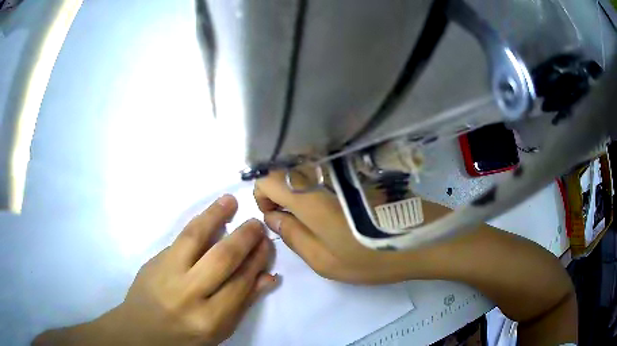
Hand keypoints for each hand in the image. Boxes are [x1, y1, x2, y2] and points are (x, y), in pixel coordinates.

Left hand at [34, 195, 276, 345]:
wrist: (141, 330)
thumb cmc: (184, 336)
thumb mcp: (218, 331)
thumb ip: (242, 303)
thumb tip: (270, 276)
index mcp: (208, 320)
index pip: (240, 284)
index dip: (256, 262)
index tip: (267, 244)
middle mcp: (188, 295)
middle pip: (221, 259)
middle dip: (243, 238)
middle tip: (257, 223)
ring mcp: (166, 274)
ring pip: (194, 238)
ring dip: (216, 217)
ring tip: (231, 202)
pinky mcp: (153, 261)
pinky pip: (179, 238)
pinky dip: (198, 223)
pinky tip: (210, 214)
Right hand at [254, 170, 432, 284]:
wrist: (423, 240)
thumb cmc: (373, 258)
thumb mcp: (325, 261)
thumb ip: (293, 236)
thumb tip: (271, 217)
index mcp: (311, 198)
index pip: (268, 178)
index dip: (263, 196)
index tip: (275, 217)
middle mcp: (324, 175)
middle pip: (286, 172)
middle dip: (280, 195)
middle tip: (295, 222)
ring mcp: (345, 170)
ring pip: (307, 172)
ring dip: (301, 192)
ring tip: (317, 219)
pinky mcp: (361, 171)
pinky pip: (327, 173)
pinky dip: (320, 188)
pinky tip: (338, 209)